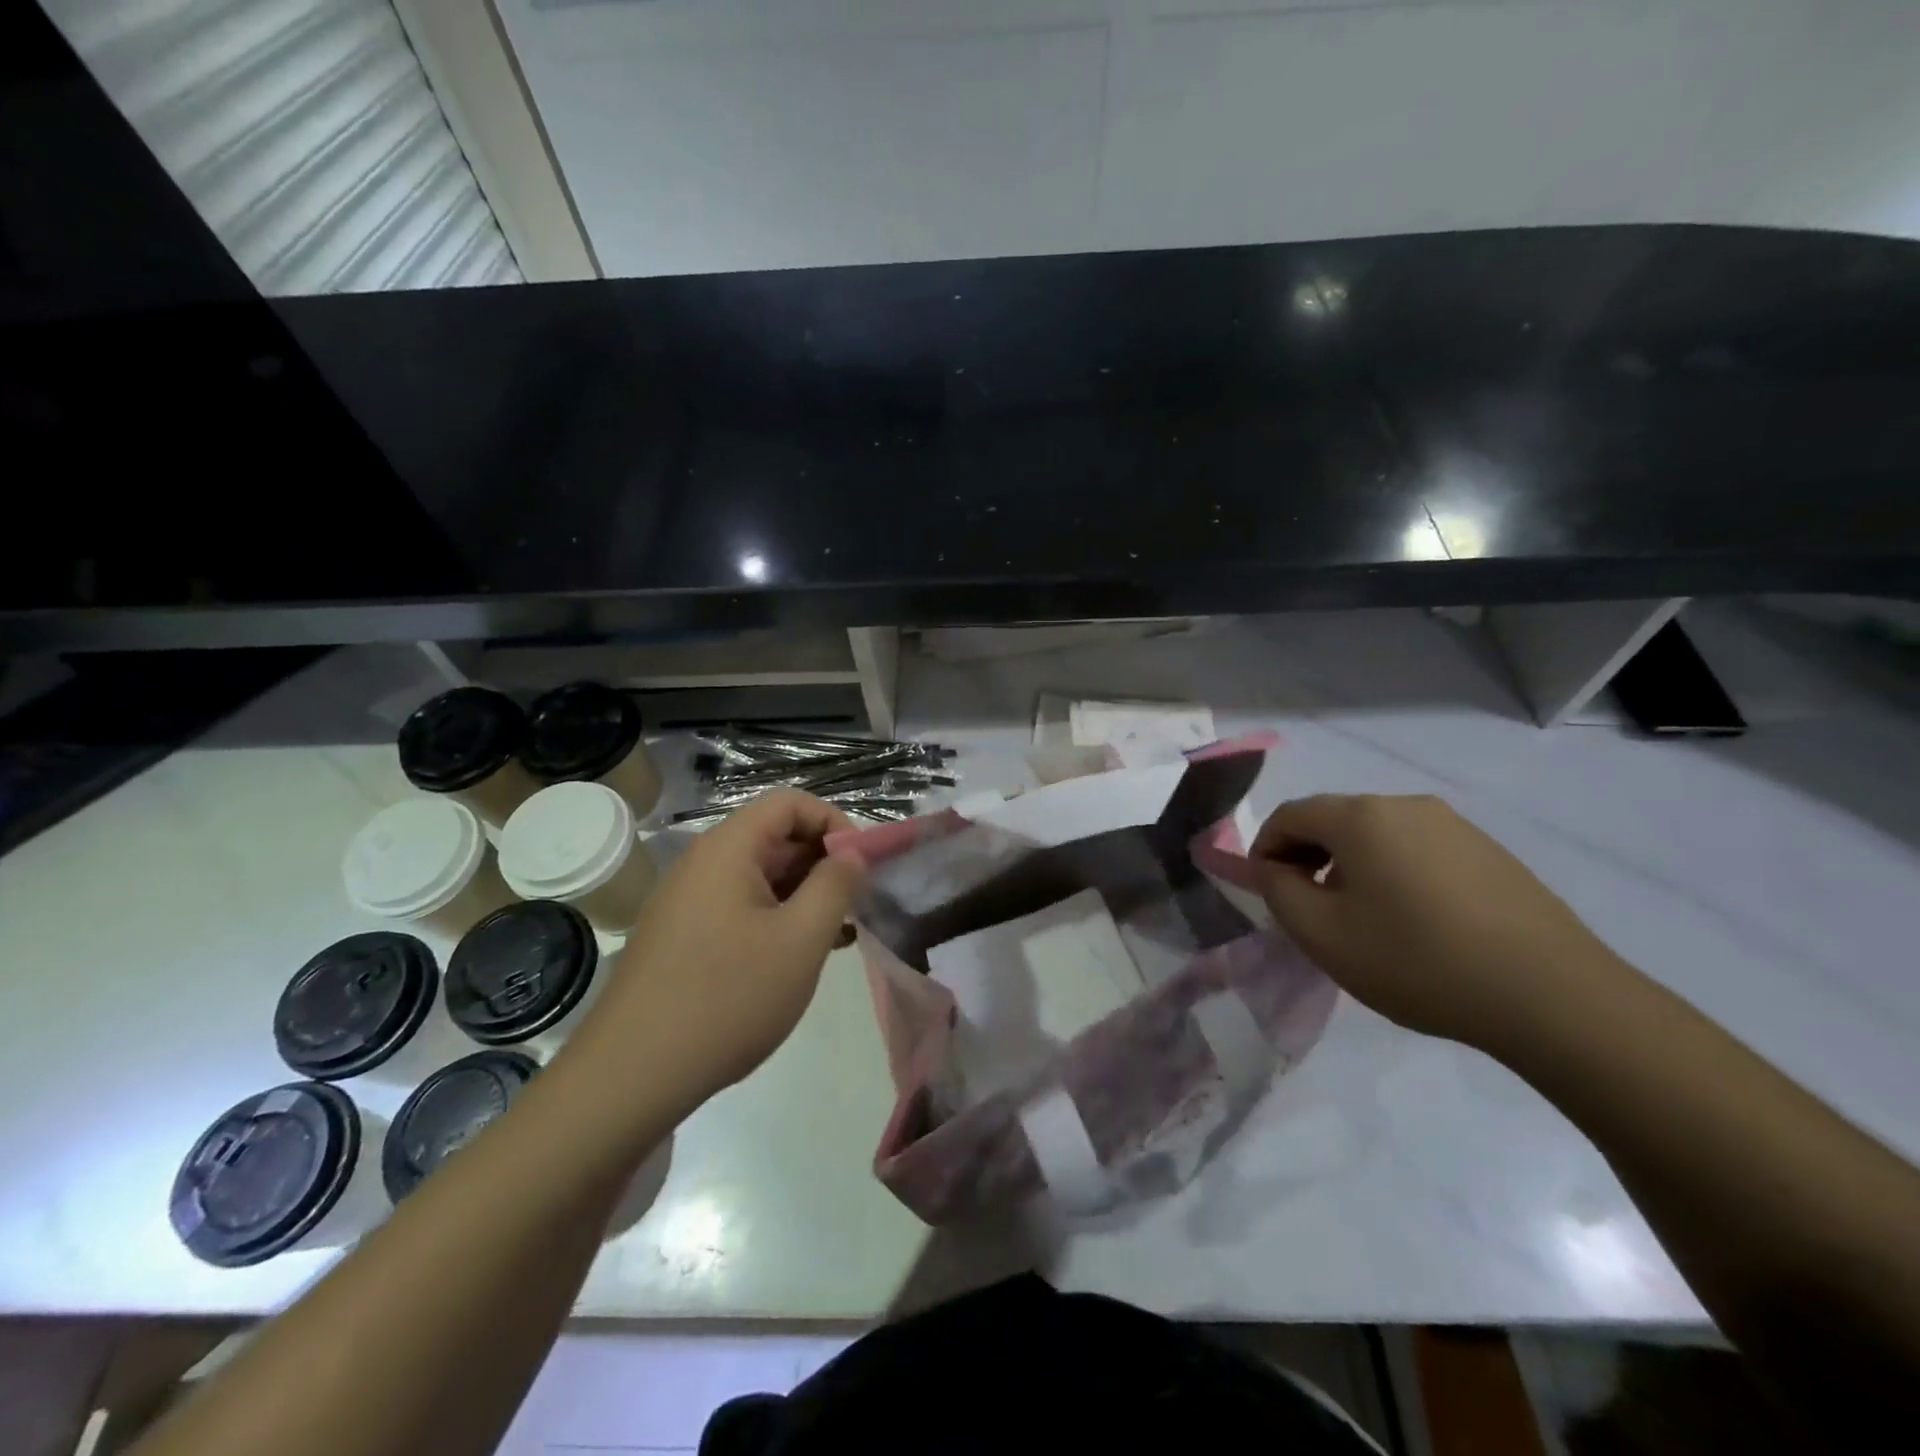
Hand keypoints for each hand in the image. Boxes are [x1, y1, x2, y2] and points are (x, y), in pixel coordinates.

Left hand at [571, 790, 865, 1108]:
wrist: (630, 1077)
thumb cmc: (727, 998)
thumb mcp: (800, 940)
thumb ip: (835, 886)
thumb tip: (853, 854)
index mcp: (728, 849)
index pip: (790, 803)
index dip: (833, 823)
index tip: (860, 867)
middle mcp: (703, 864)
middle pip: (775, 837)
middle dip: (822, 863)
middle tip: (855, 906)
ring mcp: (688, 902)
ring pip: (760, 877)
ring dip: (803, 896)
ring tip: (836, 937)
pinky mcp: (682, 937)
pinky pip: (739, 908)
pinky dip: (775, 920)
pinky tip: (798, 958)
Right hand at [1249, 794, 1621, 1053]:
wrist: (1552, 997)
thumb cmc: (1417, 961)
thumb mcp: (1322, 934)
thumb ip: (1277, 891)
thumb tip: (1272, 867)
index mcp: (1360, 817)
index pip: (1290, 814)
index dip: (1265, 849)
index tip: (1267, 892)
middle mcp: (1406, 805)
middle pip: (1334, 820)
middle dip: (1308, 857)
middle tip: (1310, 909)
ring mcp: (1454, 825)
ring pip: (1378, 835)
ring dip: (1352, 866)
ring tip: (1363, 920)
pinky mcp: (1490, 851)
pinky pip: (1419, 850)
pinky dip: (1396, 874)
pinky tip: (1416, 922)